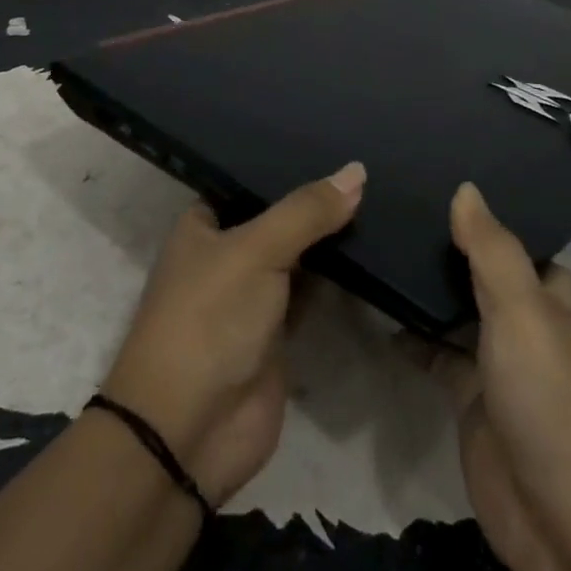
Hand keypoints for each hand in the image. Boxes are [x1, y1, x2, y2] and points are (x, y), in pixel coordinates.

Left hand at [102, 163, 364, 504]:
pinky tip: (375, 247)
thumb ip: (307, 212)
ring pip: (300, 254)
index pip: (249, 179)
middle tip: (369, 166)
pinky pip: (314, 293)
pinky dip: (339, 277)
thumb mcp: (256, 251)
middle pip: (279, 217)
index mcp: (204, 225)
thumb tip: (358, 170)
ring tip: (382, 194)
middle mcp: (227, 254)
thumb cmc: (209, 320)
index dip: (287, 162)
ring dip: (331, 237)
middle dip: (317, 200)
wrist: (189, 432)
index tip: (334, 138)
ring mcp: (253, 295)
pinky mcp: (279, 333)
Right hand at [413, 183, 570, 570]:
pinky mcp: (473, 399)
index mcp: (555, 296)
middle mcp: (531, 323)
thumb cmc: (551, 398)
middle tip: (391, 209)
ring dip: (427, 292)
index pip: (513, 241)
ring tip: (378, 247)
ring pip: (458, 313)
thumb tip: (466, 188)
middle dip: (445, 250)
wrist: (564, 522)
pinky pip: (439, 354)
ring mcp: (501, 363)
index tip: (430, 185)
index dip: (478, 218)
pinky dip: (414, 338)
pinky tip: (379, 315)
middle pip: (482, 274)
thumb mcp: (522, 310)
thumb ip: (491, 248)